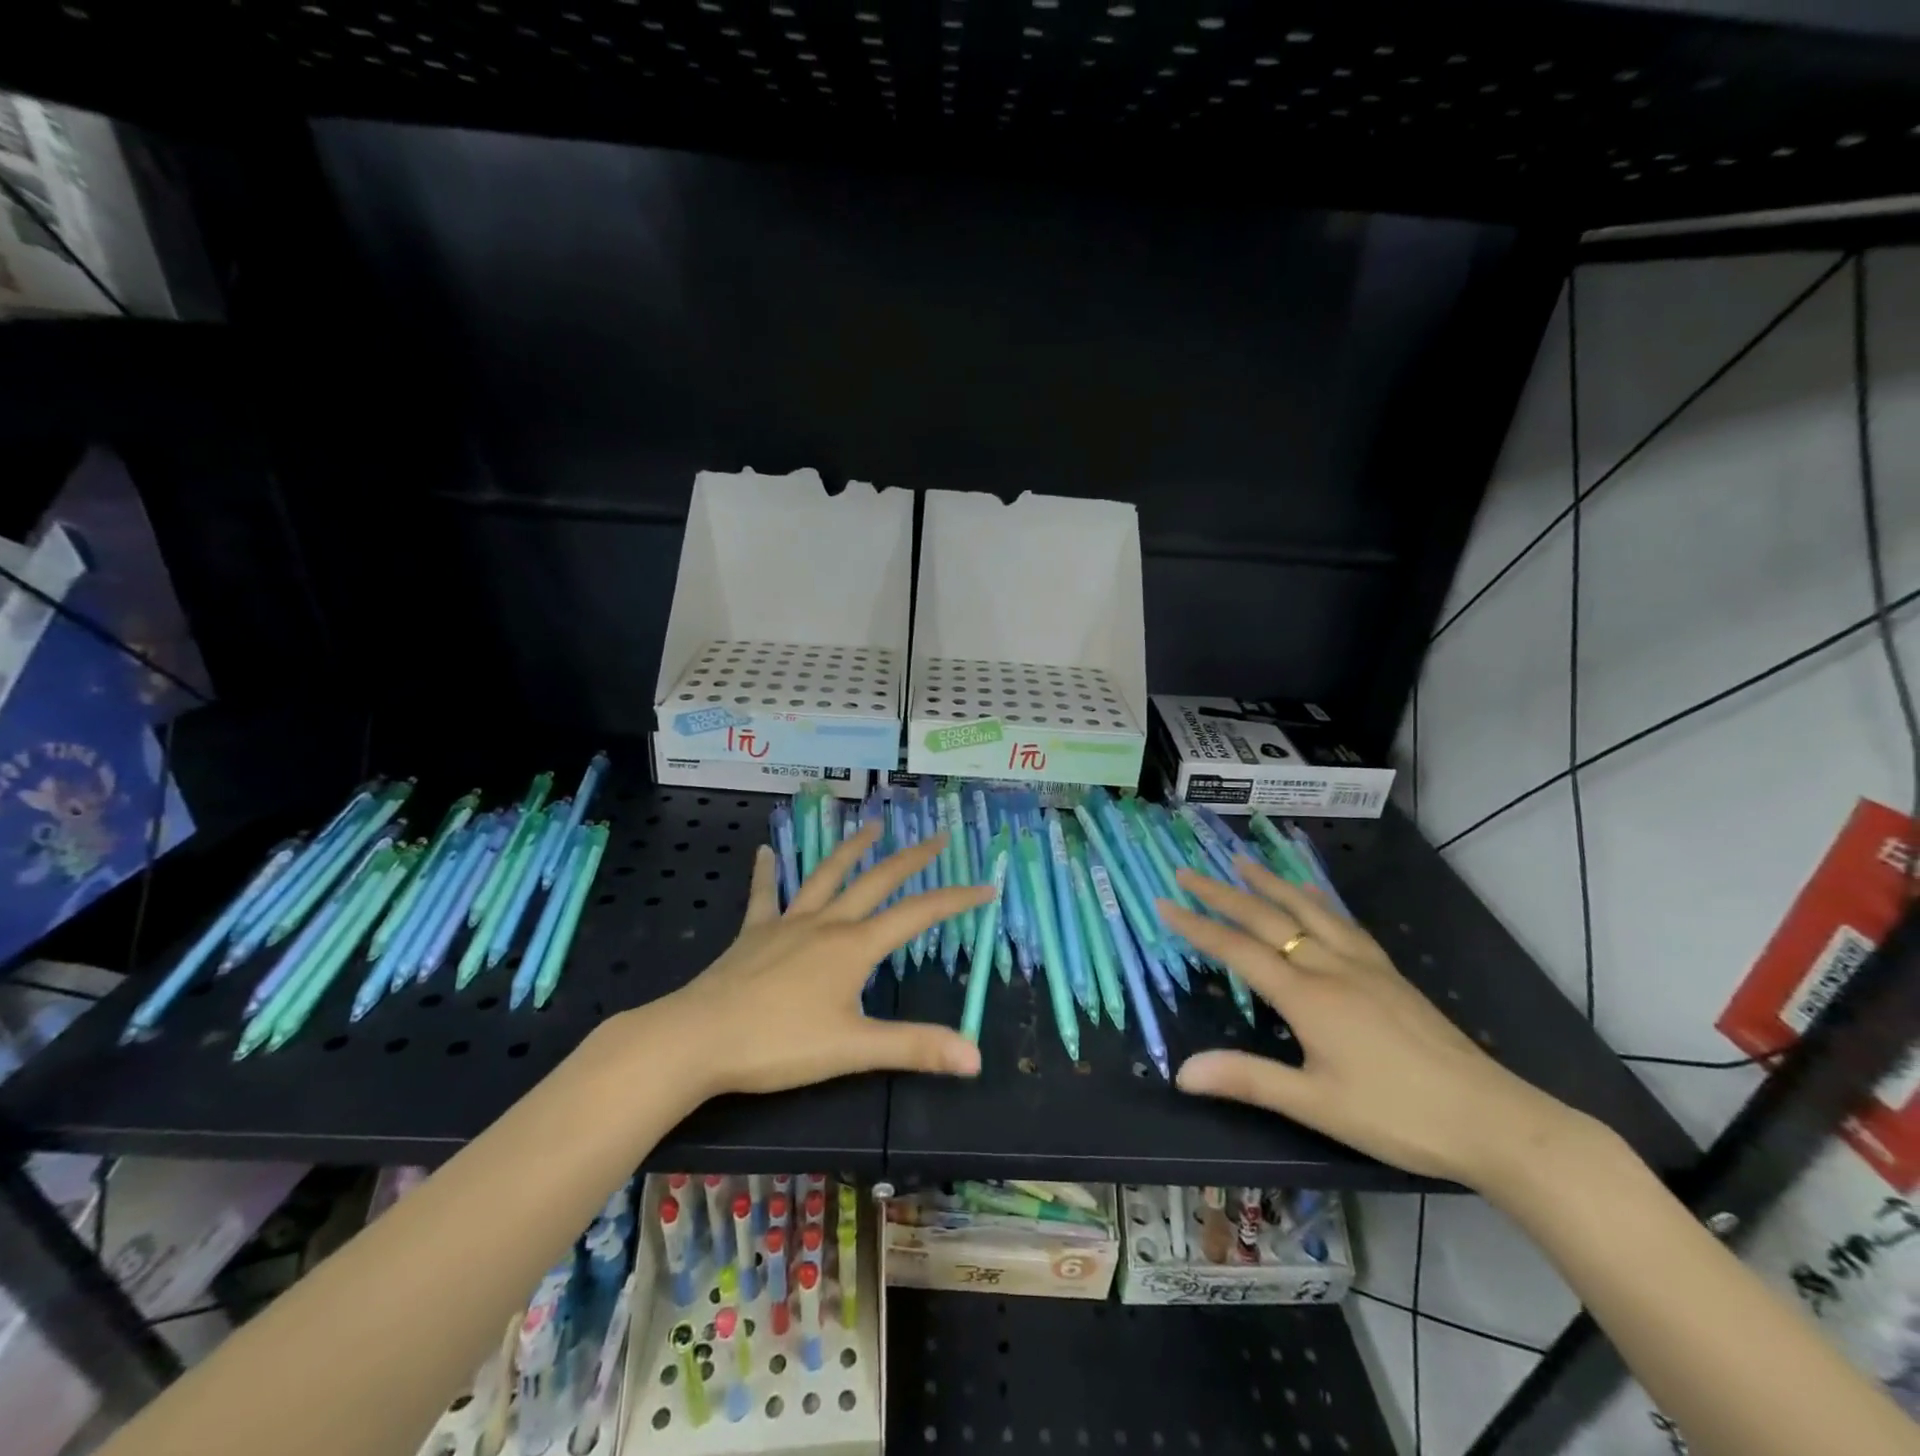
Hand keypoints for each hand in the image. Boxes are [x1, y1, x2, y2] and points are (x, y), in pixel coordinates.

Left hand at [656, 821, 991, 1099]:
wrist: (699, 1038)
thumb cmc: (779, 1043)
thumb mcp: (853, 1049)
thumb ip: (914, 1048)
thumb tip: (975, 1057)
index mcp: (855, 947)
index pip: (918, 915)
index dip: (955, 900)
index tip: (986, 886)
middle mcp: (827, 923)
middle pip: (876, 881)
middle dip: (911, 858)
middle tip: (938, 837)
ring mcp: (788, 923)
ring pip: (826, 876)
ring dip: (851, 849)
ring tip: (871, 825)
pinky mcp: (754, 933)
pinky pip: (764, 895)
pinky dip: (768, 872)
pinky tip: (765, 851)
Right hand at [1160, 858, 1579, 1189]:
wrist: (1494, 1119)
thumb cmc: (1397, 1115)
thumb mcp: (1316, 1104)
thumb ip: (1248, 1079)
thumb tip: (1181, 1072)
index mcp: (1307, 996)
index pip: (1238, 951)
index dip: (1197, 927)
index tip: (1164, 903)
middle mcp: (1330, 966)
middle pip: (1266, 919)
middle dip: (1222, 893)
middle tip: (1187, 870)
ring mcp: (1363, 965)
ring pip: (1306, 910)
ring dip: (1268, 883)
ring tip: (1241, 860)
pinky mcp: (1388, 972)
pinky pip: (1342, 921)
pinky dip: (1317, 899)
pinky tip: (1311, 891)